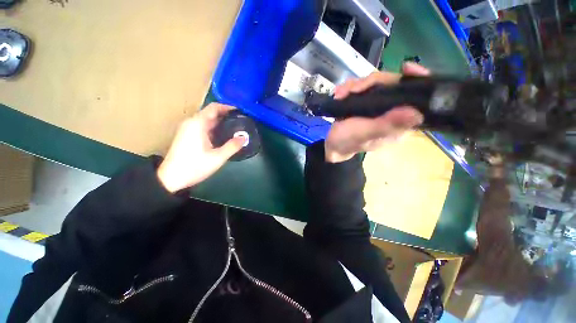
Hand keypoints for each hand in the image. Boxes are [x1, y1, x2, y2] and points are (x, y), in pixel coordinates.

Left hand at [157, 103, 245, 192]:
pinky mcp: (187, 135)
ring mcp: (188, 129)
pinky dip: (215, 128)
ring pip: (207, 120)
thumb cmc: (194, 166)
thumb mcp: (217, 157)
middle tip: (241, 121)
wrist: (171, 178)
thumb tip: (244, 138)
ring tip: (236, 128)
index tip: (241, 111)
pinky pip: (203, 126)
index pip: (214, 107)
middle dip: (227, 115)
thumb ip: (232, 146)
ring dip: (221, 122)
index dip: (228, 107)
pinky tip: (224, 136)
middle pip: (211, 113)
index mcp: (198, 124)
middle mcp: (192, 122)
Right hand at [324, 62, 428, 162]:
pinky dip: (349, 88)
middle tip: (352, 90)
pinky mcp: (367, 101)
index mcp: (400, 122)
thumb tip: (417, 114)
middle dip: (370, 83)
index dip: (417, 80)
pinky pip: (363, 86)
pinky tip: (339, 95)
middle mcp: (393, 110)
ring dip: (355, 85)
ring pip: (376, 82)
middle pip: (393, 83)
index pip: (418, 99)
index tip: (406, 68)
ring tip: (341, 95)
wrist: (333, 144)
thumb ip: (386, 125)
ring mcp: (379, 104)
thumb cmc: (348, 142)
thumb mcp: (365, 134)